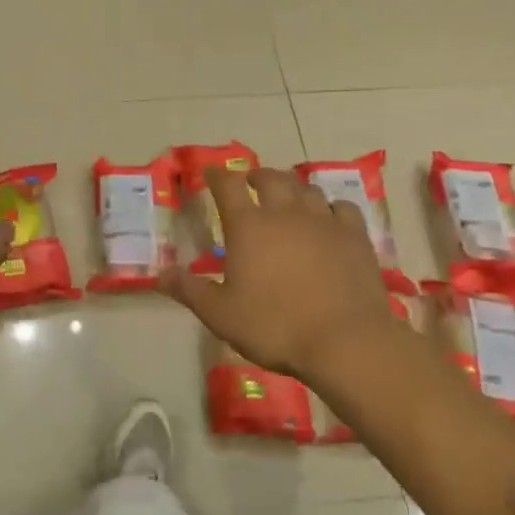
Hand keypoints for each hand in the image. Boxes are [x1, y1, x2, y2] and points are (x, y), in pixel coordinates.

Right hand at [162, 166, 399, 381]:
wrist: (345, 341)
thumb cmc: (275, 326)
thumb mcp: (221, 315)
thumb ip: (190, 290)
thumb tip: (159, 274)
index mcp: (248, 226)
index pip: (228, 186)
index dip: (218, 175)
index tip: (212, 173)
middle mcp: (285, 213)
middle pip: (271, 178)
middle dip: (257, 175)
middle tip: (251, 182)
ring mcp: (324, 221)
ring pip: (307, 189)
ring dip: (293, 188)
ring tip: (288, 197)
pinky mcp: (355, 236)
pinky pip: (342, 207)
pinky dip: (331, 207)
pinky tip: (329, 217)